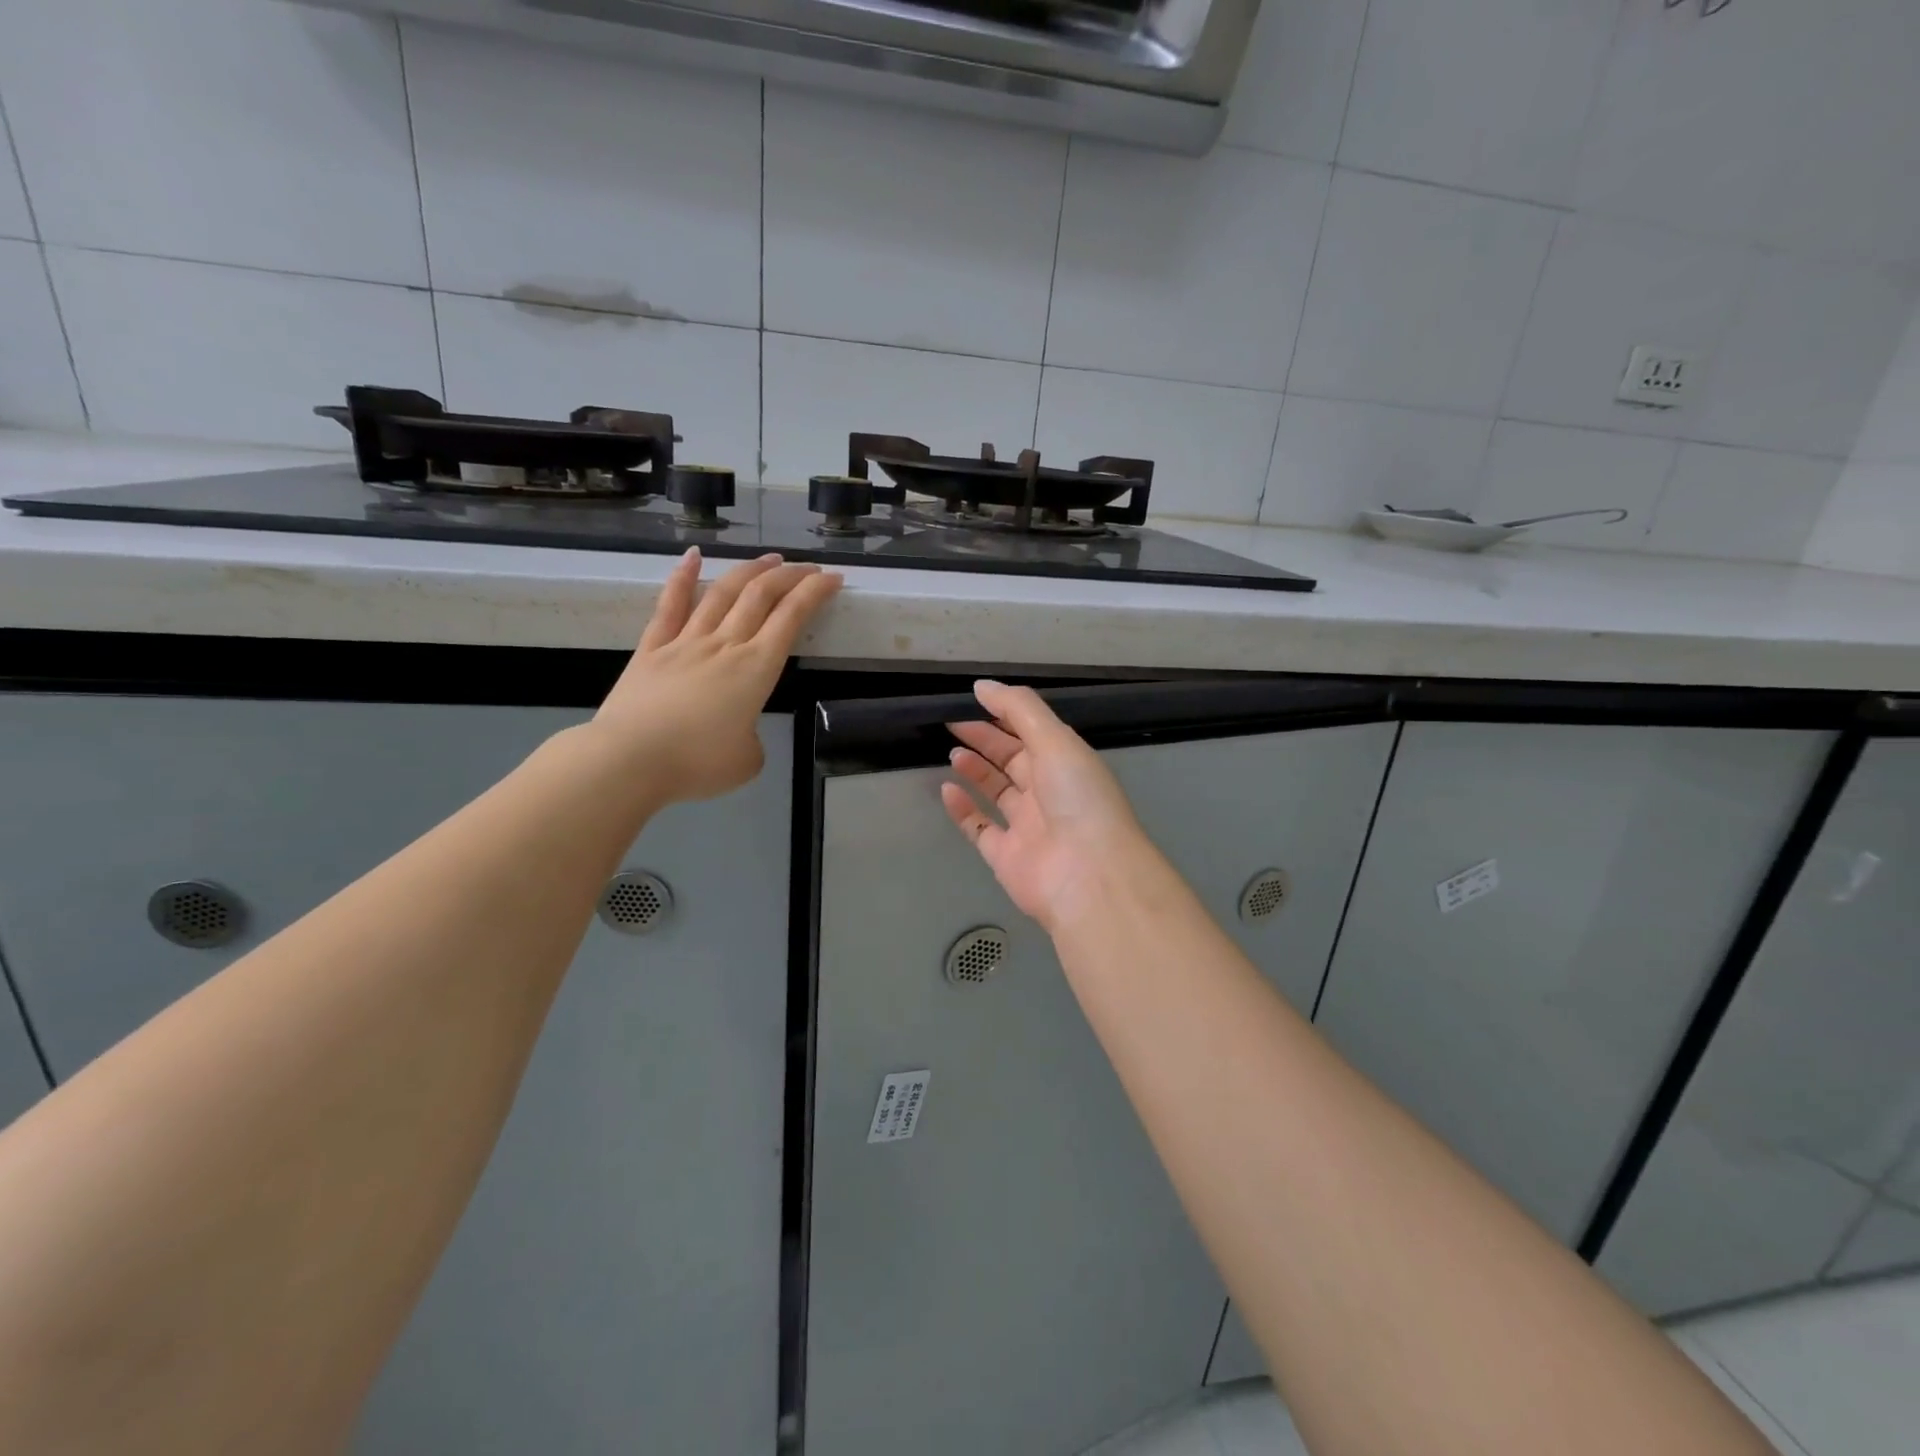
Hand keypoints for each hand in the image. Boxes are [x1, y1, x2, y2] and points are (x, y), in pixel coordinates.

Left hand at [588, 550, 840, 804]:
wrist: (629, 760)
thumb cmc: (696, 763)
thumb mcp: (747, 761)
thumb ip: (753, 739)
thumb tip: (739, 731)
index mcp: (756, 669)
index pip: (792, 618)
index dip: (815, 593)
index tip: (832, 580)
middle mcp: (725, 645)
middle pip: (761, 596)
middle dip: (790, 576)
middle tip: (808, 568)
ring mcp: (686, 641)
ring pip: (722, 593)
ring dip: (749, 570)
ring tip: (769, 559)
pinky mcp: (652, 648)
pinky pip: (670, 605)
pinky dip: (683, 577)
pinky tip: (693, 556)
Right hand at [940, 682, 1149, 930]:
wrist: (1087, 875)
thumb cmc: (1077, 798)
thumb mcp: (1055, 740)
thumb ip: (1018, 708)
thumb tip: (982, 686)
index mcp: (1066, 762)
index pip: (1032, 732)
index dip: (1005, 714)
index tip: (973, 700)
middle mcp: (1048, 792)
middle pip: (1012, 759)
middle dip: (985, 739)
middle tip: (953, 723)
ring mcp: (1027, 826)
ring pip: (997, 792)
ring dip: (975, 770)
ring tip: (953, 752)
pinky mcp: (1006, 856)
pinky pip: (979, 828)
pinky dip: (963, 810)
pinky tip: (946, 789)